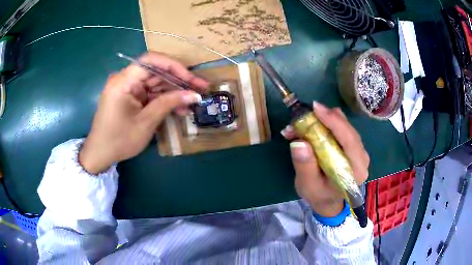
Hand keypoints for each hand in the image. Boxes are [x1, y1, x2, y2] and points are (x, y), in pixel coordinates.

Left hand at [79, 52, 208, 173]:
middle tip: (200, 88)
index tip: (190, 78)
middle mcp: (125, 79)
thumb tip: (194, 94)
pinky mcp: (130, 96)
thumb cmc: (119, 140)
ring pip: (155, 83)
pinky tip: (178, 108)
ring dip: (173, 92)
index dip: (174, 66)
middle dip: (178, 80)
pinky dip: (163, 100)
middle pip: (155, 71)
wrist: (100, 154)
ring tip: (192, 102)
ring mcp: (127, 88)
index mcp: (123, 81)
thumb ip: (169, 104)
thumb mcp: (146, 122)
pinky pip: (150, 93)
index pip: (151, 61)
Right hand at [281, 102, 369, 216]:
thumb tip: (299, 142)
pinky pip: (341, 128)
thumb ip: (305, 166)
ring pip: (344, 126)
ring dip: (323, 120)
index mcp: (356, 170)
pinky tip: (311, 127)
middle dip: (325, 118)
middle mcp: (362, 157)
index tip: (315, 108)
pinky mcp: (352, 146)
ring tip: (302, 123)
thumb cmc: (319, 196)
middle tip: (302, 115)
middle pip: (347, 129)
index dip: (334, 121)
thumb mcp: (308, 186)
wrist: (329, 201)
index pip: (349, 140)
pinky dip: (325, 124)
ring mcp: (359, 150)